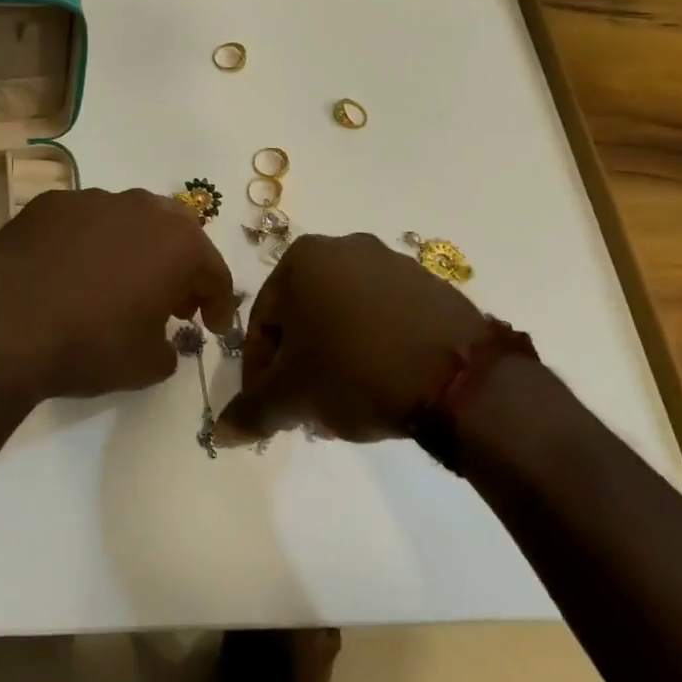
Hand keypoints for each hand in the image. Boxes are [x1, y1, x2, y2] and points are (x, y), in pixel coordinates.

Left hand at [0, 188, 235, 405]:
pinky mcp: (48, 203)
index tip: (212, 328)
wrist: (3, 327)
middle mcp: (140, 206)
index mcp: (177, 241)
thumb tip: (162, 340)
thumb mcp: (147, 365)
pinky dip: (88, 244)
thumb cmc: (90, 345)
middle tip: (172, 303)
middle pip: (174, 233)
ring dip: (133, 250)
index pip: (213, 270)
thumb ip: (170, 347)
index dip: (218, 303)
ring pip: (127, 221)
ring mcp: (91, 198)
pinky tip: (71, 274)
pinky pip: (83, 223)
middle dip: (179, 267)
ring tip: (118, 286)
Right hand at [213, 232, 490, 444]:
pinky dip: (373, 347)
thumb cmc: (356, 371)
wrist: (461, 379)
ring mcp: (392, 262)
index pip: (262, 320)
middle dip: (299, 364)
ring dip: (334, 357)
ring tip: (345, 403)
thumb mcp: (293, 396)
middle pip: (304, 316)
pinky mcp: (431, 285)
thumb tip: (220, 434)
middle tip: (306, 408)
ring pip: (344, 316)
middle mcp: (345, 247)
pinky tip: (382, 385)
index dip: (258, 370)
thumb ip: (251, 411)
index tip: (268, 408)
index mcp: (302, 258)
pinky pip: (384, 317)